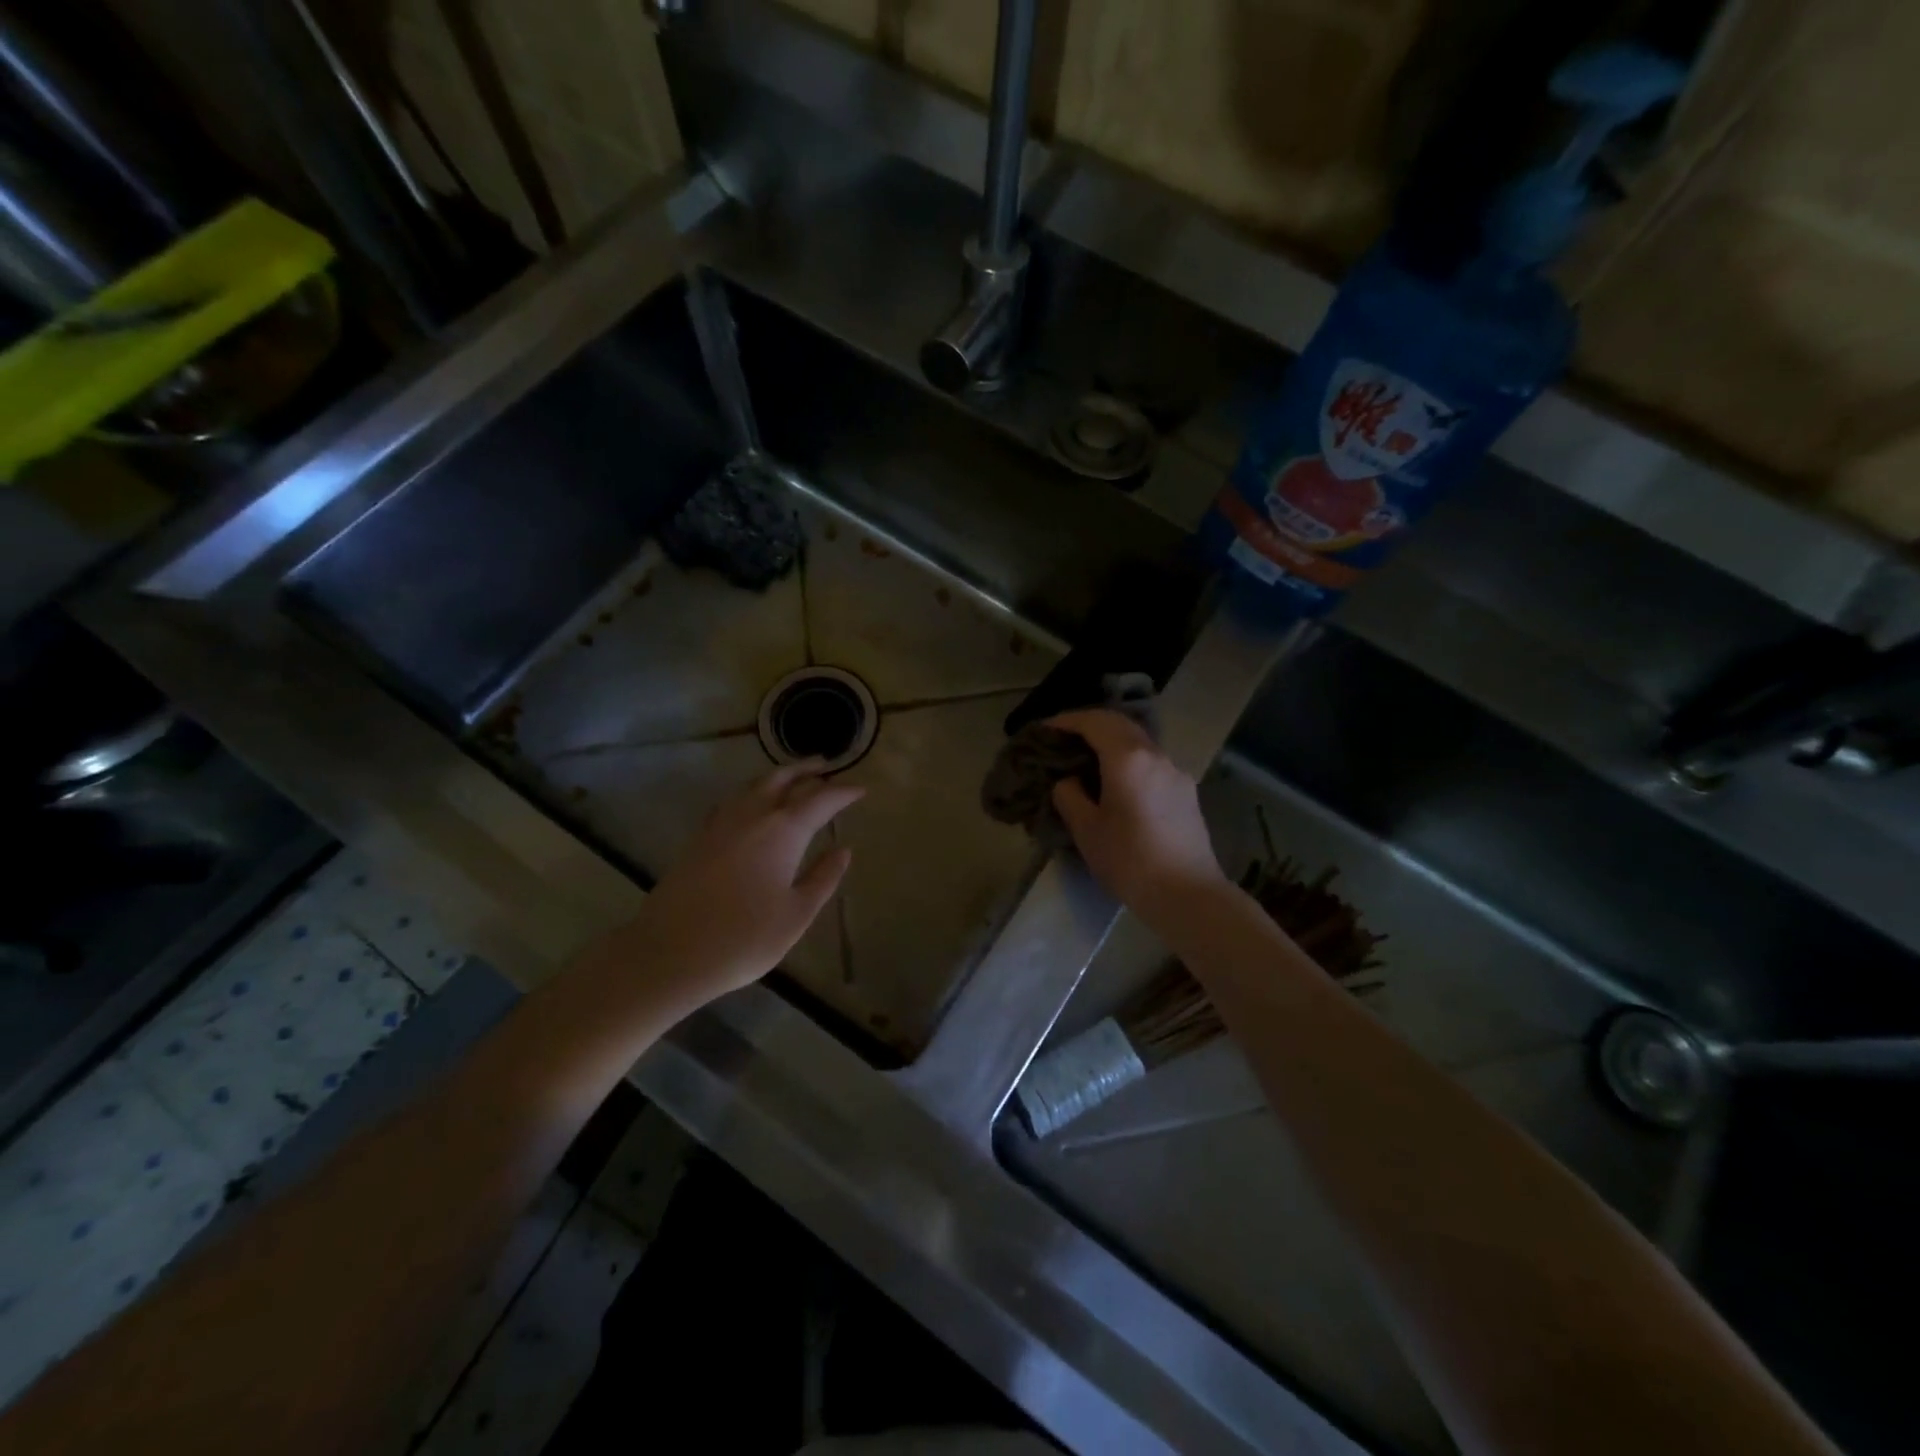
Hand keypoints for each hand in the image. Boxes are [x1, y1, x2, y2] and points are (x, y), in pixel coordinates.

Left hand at [614, 762, 862, 1008]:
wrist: (670, 953)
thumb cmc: (743, 938)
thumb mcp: (796, 914)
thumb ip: (823, 878)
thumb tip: (843, 850)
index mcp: (783, 831)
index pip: (821, 800)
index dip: (843, 792)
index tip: (861, 790)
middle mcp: (752, 816)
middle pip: (783, 779)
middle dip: (808, 770)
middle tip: (826, 766)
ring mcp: (721, 823)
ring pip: (755, 785)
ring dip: (779, 776)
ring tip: (794, 778)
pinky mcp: (700, 837)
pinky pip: (733, 800)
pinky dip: (752, 792)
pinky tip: (753, 804)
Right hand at [1047, 709, 1228, 919]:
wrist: (1187, 895)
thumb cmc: (1130, 860)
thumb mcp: (1086, 829)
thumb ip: (1070, 796)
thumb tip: (1069, 781)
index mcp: (1128, 758)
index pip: (1094, 722)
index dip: (1067, 721)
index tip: (1045, 729)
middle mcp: (1156, 755)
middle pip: (1120, 724)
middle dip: (1090, 725)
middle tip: (1064, 739)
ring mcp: (1175, 772)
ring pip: (1139, 742)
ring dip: (1112, 742)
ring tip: (1088, 761)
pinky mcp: (1186, 792)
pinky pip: (1151, 762)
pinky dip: (1128, 760)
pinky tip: (1117, 784)